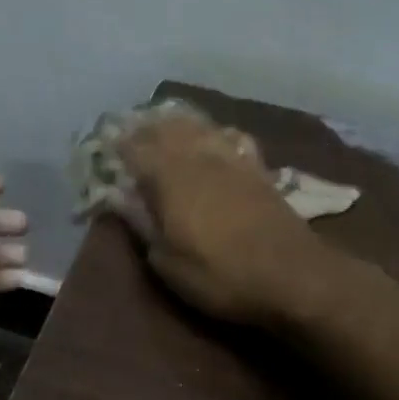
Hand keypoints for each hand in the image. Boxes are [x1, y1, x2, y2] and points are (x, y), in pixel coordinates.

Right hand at [108, 113, 325, 325]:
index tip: (106, 145)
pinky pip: (232, 137)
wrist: (293, 275)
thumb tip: (124, 203)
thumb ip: (144, 227)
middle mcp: (199, 157)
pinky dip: (216, 132)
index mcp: (170, 178)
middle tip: (131, 131)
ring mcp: (232, 159)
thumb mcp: (168, 264)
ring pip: (200, 127)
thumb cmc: (221, 275)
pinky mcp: (258, 168)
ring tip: (165, 124)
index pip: (136, 148)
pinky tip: (215, 136)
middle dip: (146, 127)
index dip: (119, 145)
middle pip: (167, 129)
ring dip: (179, 123)